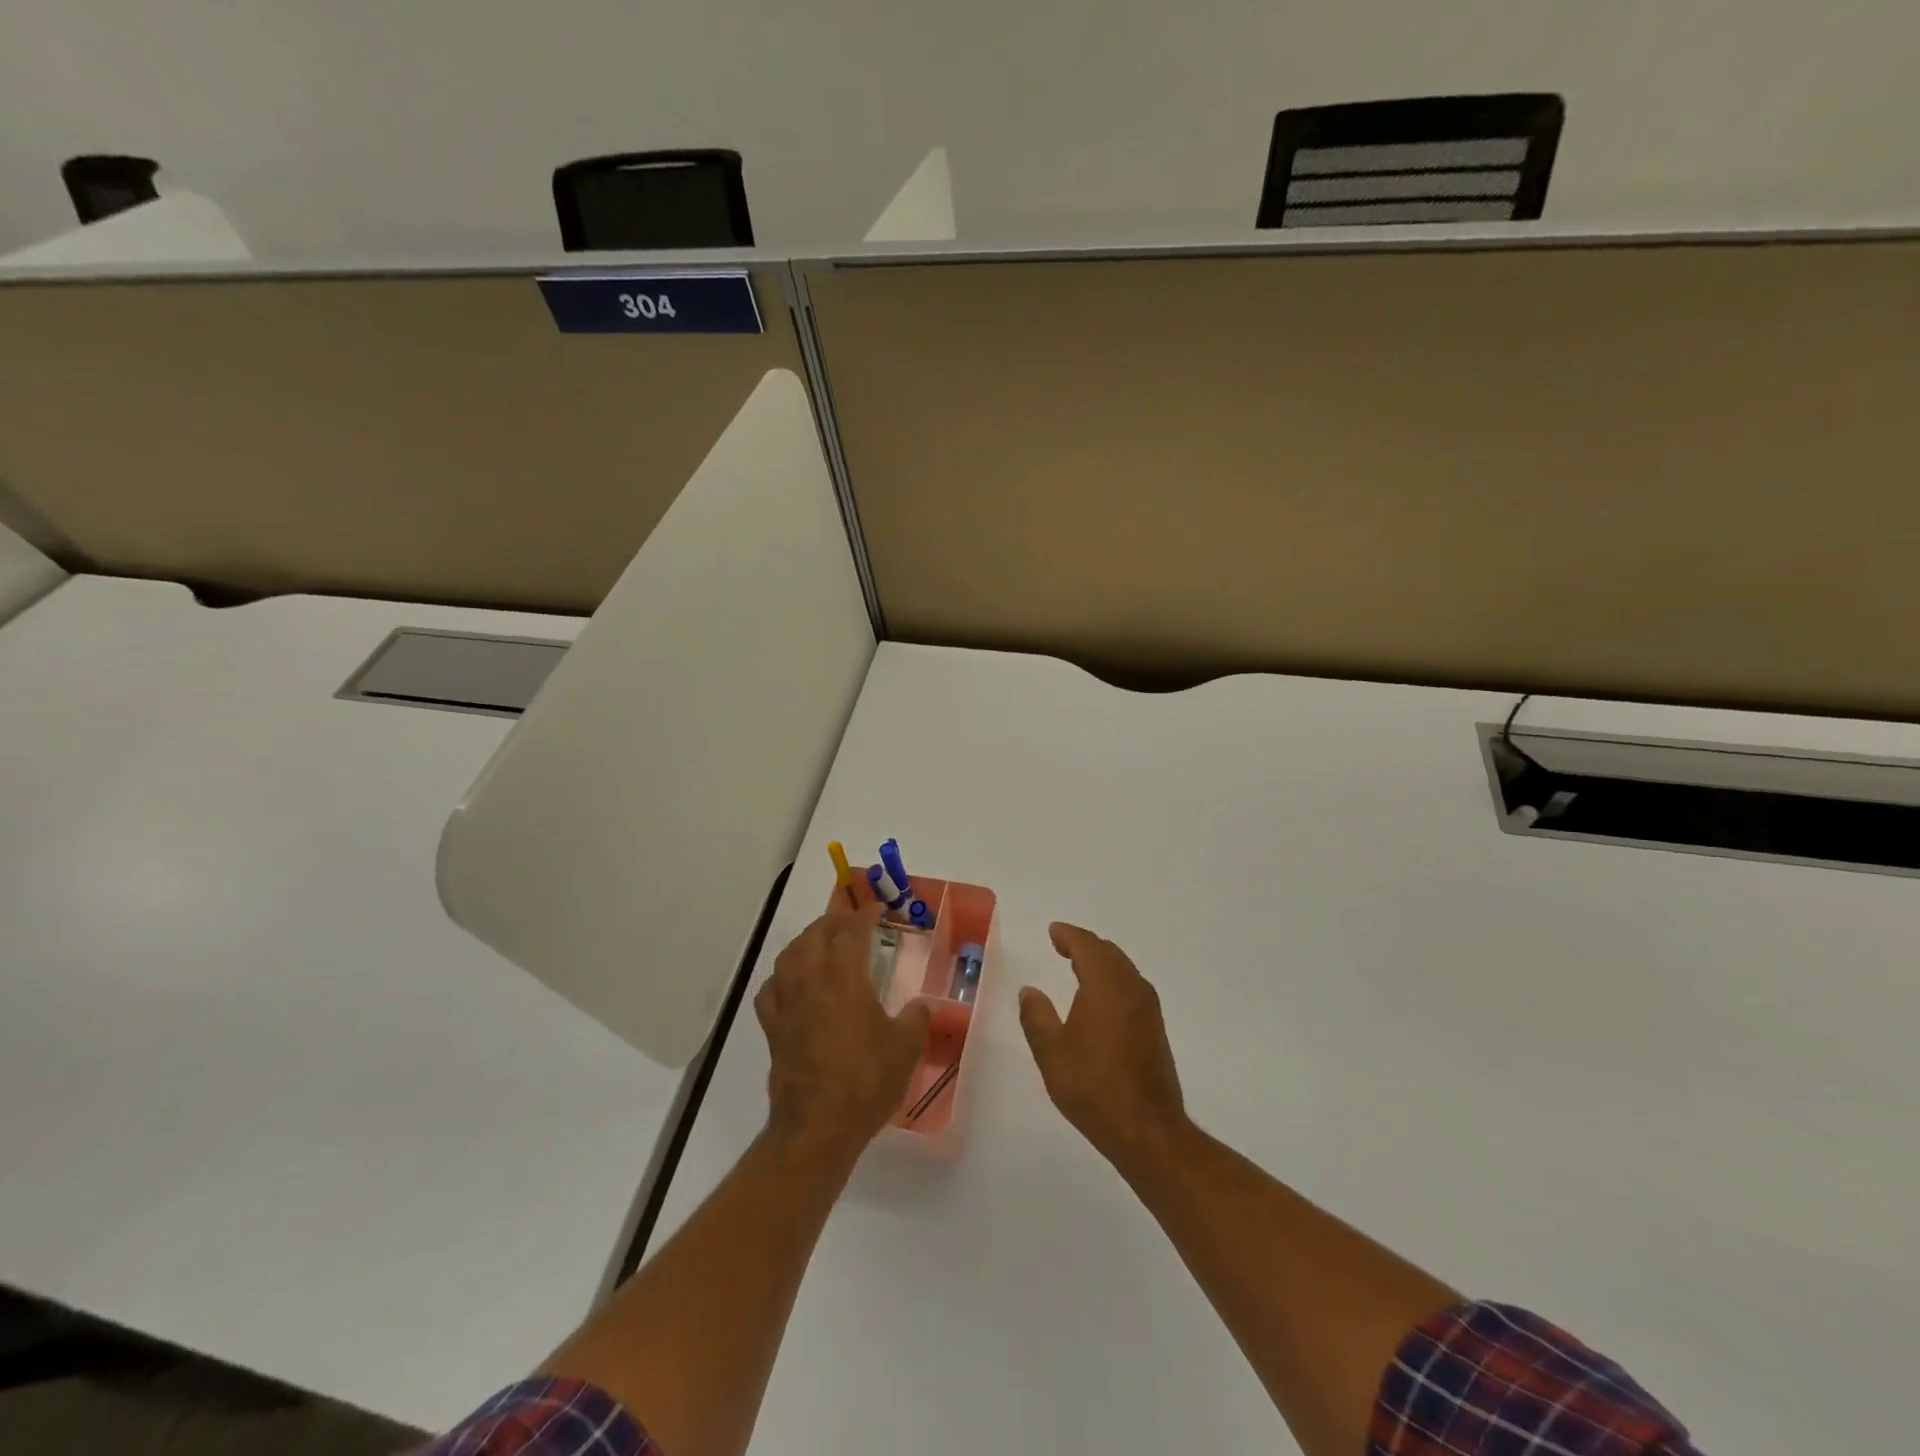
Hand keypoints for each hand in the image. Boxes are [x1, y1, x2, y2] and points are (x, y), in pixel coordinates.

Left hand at [756, 903, 930, 1161]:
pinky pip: (772, 988)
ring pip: (790, 955)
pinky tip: (792, 983)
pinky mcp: (772, 1028)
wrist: (818, 1126)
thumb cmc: (866, 1081)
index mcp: (844, 977)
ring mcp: (787, 1003)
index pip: (852, 930)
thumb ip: (917, 1019)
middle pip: (816, 934)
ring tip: (822, 943)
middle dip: (835, 921)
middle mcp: (811, 980)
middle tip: (854, 923)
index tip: (878, 908)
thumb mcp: (906, 1048)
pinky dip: (782, 976)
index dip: (865, 914)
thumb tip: (921, 1006)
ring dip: (807, 941)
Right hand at [1019, 923, 1188, 1173]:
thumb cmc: (1094, 1087)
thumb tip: (1030, 991)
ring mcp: (1148, 1008)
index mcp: (1105, 984)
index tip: (1053, 931)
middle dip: (1085, 945)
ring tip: (1078, 966)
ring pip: (1123, 969)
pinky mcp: (1155, 1028)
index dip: (1068, 935)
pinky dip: (1112, 979)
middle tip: (1062, 945)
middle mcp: (1131, 988)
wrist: (1148, 1130)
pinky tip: (1100, 998)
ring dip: (1101, 962)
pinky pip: (1131, 987)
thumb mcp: (1052, 1053)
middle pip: (1108, 952)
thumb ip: (1037, 1016)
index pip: (1087, 945)